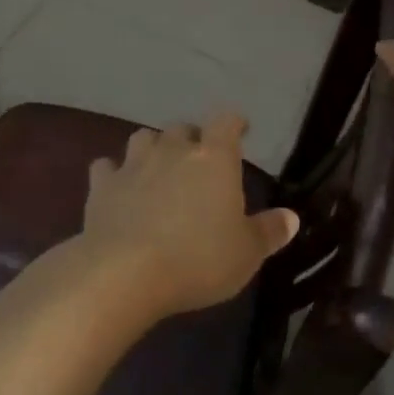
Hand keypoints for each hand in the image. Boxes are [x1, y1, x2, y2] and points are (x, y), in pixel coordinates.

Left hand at [80, 112, 298, 319]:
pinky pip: (106, 167)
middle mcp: (173, 150)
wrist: (125, 272)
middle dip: (192, 139)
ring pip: (143, 138)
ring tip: (158, 167)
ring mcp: (133, 165)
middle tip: (198, 160)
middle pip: (182, 128)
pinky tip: (116, 187)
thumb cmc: (198, 259)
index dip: (234, 123)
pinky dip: (113, 173)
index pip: (226, 122)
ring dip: (152, 148)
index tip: (240, 130)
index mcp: (214, 158)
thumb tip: (291, 217)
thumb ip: (269, 231)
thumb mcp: (246, 253)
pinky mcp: (102, 185)